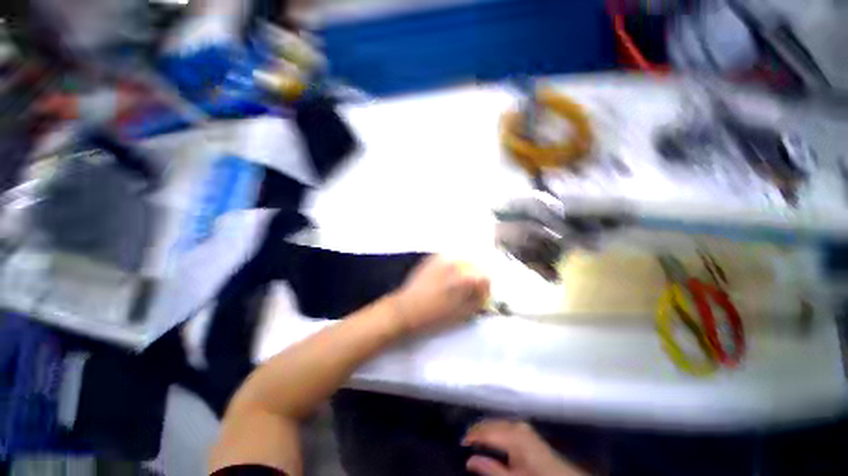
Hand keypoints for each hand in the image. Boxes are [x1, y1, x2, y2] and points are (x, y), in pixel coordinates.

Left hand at [391, 255, 489, 334]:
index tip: (477, 298)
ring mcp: (444, 257)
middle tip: (466, 291)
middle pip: (476, 267)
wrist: (407, 309)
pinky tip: (444, 278)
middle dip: (474, 278)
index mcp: (467, 277)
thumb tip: (484, 291)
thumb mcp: (464, 313)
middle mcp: (458, 263)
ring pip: (463, 261)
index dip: (483, 290)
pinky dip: (452, 267)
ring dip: (464, 271)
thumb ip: (479, 299)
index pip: (486, 278)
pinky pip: (450, 259)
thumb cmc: (436, 316)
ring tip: (454, 284)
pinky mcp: (433, 257)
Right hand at [463, 420, 586, 475]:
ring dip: (485, 429)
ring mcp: (523, 427)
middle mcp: (517, 426)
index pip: (486, 432)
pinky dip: (495, 429)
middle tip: (465, 441)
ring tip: (475, 439)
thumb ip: (491, 469)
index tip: (460, 443)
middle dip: (477, 431)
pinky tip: (491, 437)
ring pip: (497, 422)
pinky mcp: (526, 430)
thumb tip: (469, 460)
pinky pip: (504, 424)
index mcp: (513, 436)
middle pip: (491, 424)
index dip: (472, 436)